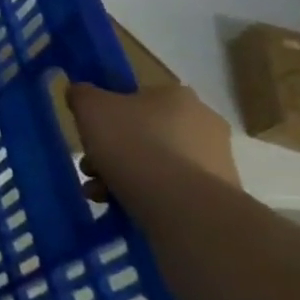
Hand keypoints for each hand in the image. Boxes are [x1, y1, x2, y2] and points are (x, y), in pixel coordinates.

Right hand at [67, 83, 239, 204]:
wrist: (182, 205)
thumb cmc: (132, 143)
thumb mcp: (89, 107)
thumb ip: (82, 94)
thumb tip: (83, 94)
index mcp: (176, 95)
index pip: (134, 96)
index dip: (106, 113)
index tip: (89, 132)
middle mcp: (204, 122)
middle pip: (141, 131)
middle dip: (110, 149)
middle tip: (90, 167)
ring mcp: (216, 159)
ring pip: (154, 161)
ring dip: (121, 173)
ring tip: (98, 191)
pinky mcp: (217, 193)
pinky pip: (170, 187)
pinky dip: (144, 193)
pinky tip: (119, 204)